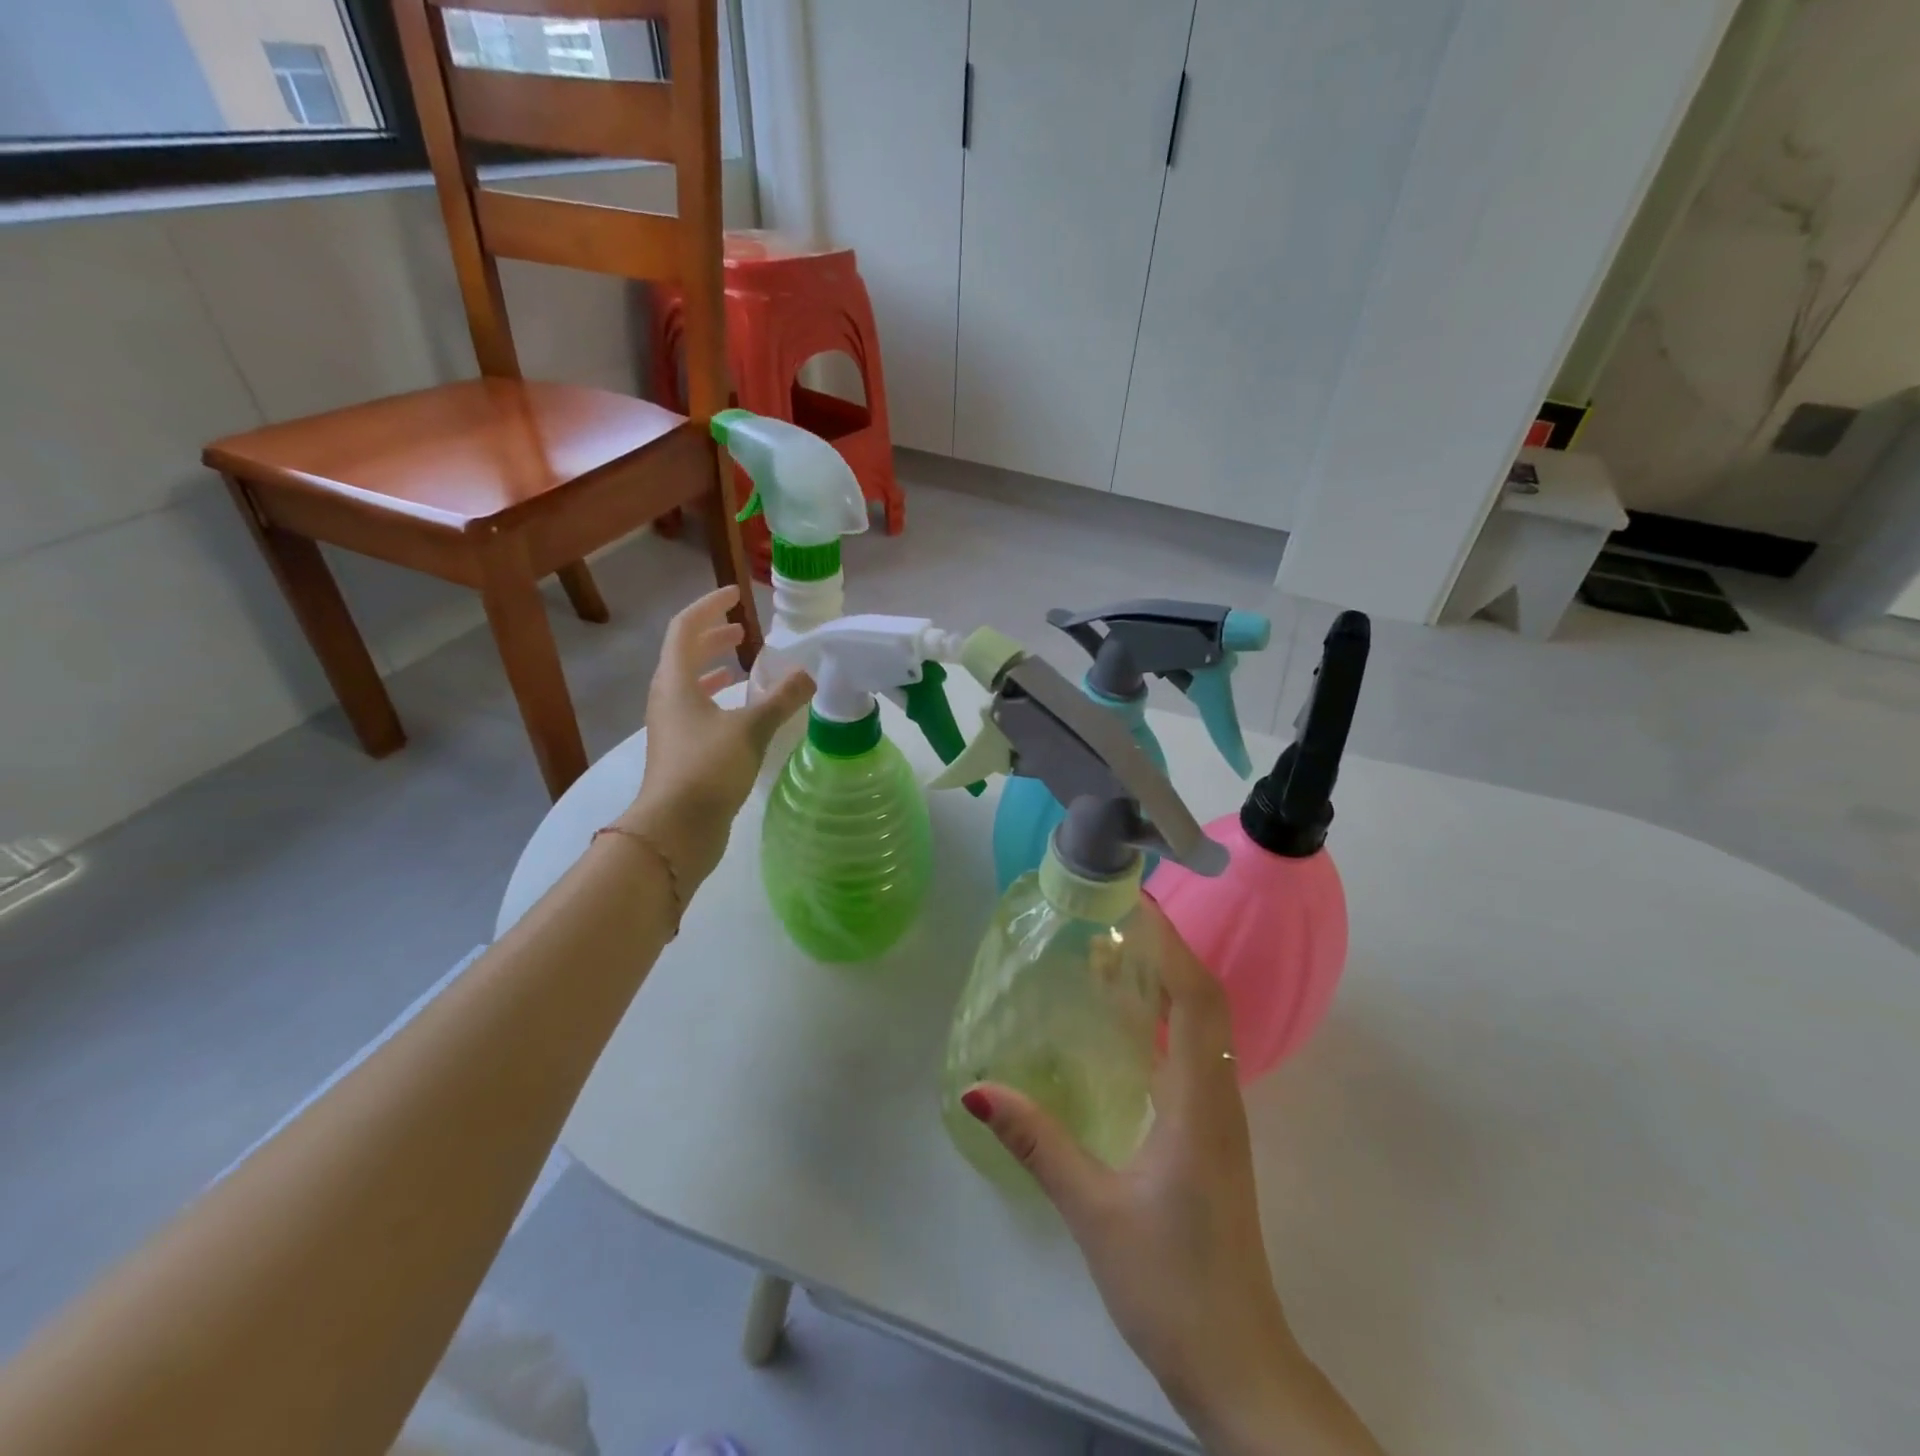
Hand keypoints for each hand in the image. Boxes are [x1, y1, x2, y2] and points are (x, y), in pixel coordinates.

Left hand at [619, 587, 812, 887]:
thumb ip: (782, 699)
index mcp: (675, 682)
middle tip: (744, 631)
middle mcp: (667, 698)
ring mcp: (671, 727)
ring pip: (690, 684)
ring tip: (744, 666)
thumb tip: (810, 674)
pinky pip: (697, 710)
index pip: (686, 628)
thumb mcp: (751, 730)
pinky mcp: (681, 751)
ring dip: (715, 668)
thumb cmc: (707, 770)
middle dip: (713, 637)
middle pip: (685, 654)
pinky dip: (719, 700)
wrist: (675, 830)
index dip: (709, 607)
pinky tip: (741, 711)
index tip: (735, 596)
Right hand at [962, 905, 1382, 1454]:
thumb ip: (1038, 1144)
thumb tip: (980, 1088)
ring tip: (1111, 956)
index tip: (1136, 903)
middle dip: (1164, 951)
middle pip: (1203, 1001)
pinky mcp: (1211, 1137)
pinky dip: (1163, 1022)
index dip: (1170, 943)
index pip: (1196, 997)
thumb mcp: (1094, 1210)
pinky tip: (1125, 1028)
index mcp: (1200, 1100)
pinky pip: (1191, 1055)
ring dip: (1164, 984)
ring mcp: (1219, 1118)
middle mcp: (1218, 1096)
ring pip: (1201, 1027)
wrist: (1238, 1364)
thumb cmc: (1171, 1283)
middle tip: (1114, 918)